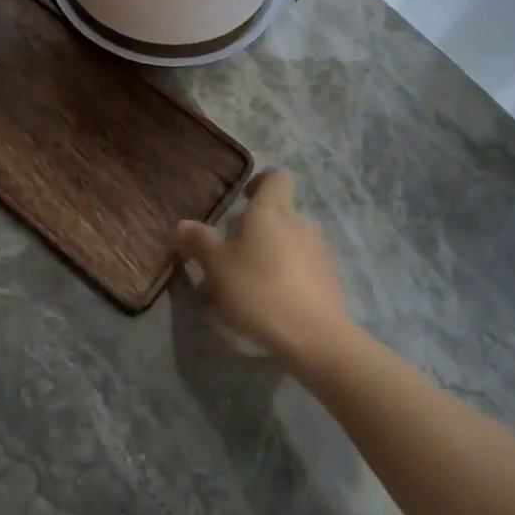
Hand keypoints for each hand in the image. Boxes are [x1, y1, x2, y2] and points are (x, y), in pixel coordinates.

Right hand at [176, 170, 356, 370]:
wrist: (316, 337)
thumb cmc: (259, 291)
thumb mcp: (217, 268)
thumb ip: (200, 242)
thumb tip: (183, 224)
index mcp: (272, 210)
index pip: (275, 177)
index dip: (259, 183)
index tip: (241, 201)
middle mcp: (300, 223)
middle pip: (281, 212)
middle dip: (259, 227)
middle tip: (234, 252)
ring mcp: (320, 251)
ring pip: (292, 240)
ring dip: (274, 252)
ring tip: (252, 282)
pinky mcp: (331, 279)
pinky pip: (305, 266)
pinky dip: (289, 275)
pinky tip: (274, 302)